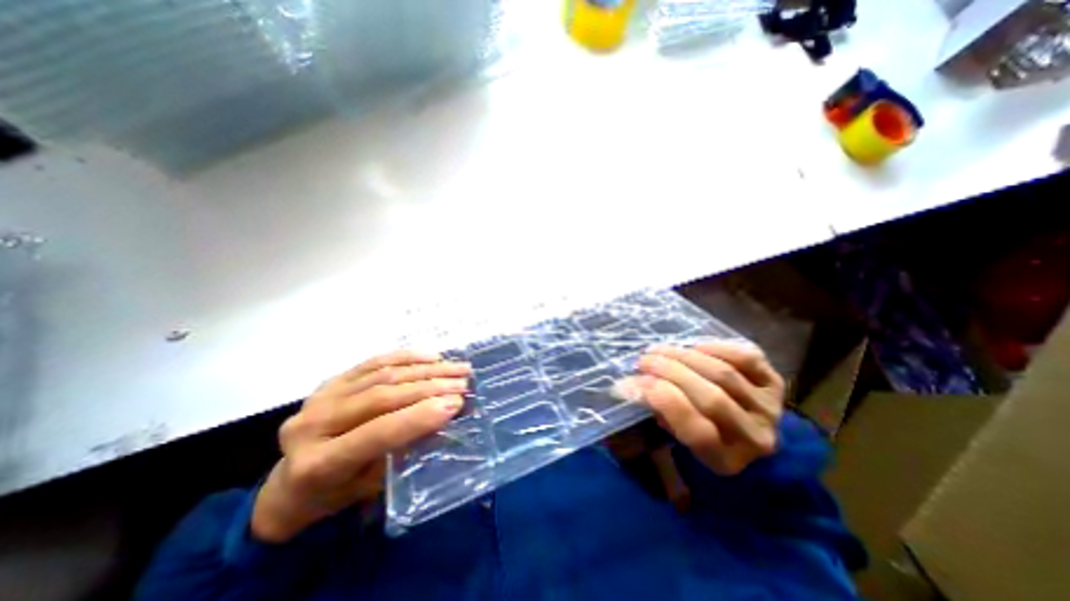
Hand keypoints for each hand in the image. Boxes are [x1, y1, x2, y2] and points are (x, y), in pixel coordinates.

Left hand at [254, 350, 468, 541]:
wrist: (291, 483)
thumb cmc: (336, 494)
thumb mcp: (371, 486)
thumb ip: (404, 449)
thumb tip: (444, 415)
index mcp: (318, 463)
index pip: (376, 432)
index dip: (418, 416)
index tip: (456, 404)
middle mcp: (313, 424)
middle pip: (382, 397)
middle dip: (430, 388)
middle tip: (464, 383)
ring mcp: (321, 397)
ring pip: (383, 375)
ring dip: (426, 369)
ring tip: (457, 368)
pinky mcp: (331, 381)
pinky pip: (374, 362)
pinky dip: (407, 357)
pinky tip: (432, 356)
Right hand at [628, 344, 782, 474]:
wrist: (742, 429)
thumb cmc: (697, 433)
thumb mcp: (674, 438)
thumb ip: (655, 414)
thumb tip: (627, 387)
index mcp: (726, 460)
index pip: (697, 429)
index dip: (663, 400)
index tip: (635, 381)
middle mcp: (756, 438)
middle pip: (711, 397)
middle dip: (670, 372)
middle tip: (643, 360)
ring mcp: (771, 409)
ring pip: (724, 374)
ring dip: (684, 355)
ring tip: (659, 349)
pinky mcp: (776, 383)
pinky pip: (746, 357)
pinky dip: (716, 347)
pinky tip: (694, 347)